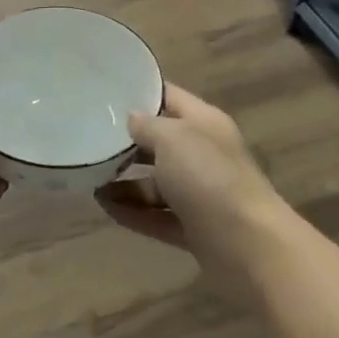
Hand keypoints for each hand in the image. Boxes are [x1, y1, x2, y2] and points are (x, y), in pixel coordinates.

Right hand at [96, 84, 289, 298]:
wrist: (250, 245)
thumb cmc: (209, 177)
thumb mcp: (172, 139)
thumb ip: (147, 125)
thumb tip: (132, 118)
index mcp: (204, 123)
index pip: (168, 97)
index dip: (140, 92)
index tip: (105, 91)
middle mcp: (203, 154)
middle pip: (160, 142)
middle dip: (127, 142)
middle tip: (88, 138)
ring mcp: (200, 193)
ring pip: (156, 182)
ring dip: (125, 182)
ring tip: (90, 179)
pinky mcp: (195, 228)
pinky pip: (157, 215)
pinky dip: (133, 213)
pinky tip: (105, 207)